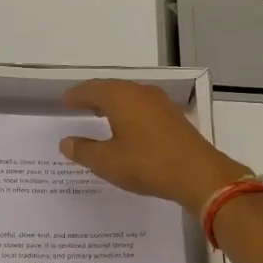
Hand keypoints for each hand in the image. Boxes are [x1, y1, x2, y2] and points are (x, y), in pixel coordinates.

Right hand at [59, 79, 250, 214]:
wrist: (198, 174)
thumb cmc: (146, 164)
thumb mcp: (107, 161)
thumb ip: (84, 150)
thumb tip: (66, 142)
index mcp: (121, 97)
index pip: (92, 89)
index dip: (76, 95)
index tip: (65, 100)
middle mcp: (141, 93)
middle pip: (112, 89)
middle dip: (94, 96)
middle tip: (80, 104)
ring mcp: (161, 103)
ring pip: (130, 97)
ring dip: (114, 104)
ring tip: (101, 115)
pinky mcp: (174, 117)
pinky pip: (144, 107)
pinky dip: (130, 112)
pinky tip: (129, 127)